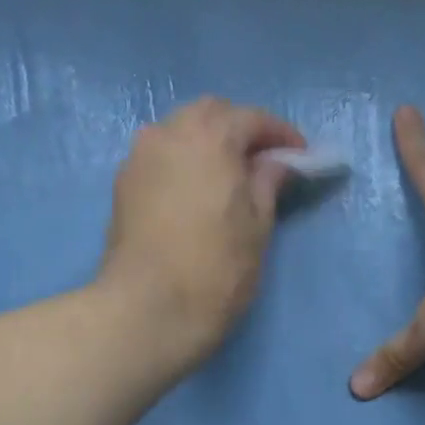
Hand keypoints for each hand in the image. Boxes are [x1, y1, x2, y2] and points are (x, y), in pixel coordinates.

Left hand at [100, 96, 305, 369]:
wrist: (147, 309)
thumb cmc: (215, 268)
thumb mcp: (258, 226)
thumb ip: (269, 183)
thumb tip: (276, 163)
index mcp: (209, 135)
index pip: (251, 118)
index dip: (281, 135)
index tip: (301, 156)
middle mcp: (167, 133)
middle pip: (210, 115)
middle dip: (240, 130)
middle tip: (264, 162)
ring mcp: (139, 157)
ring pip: (180, 132)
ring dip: (208, 143)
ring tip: (230, 176)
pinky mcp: (122, 185)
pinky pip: (161, 156)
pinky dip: (183, 161)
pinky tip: (197, 190)